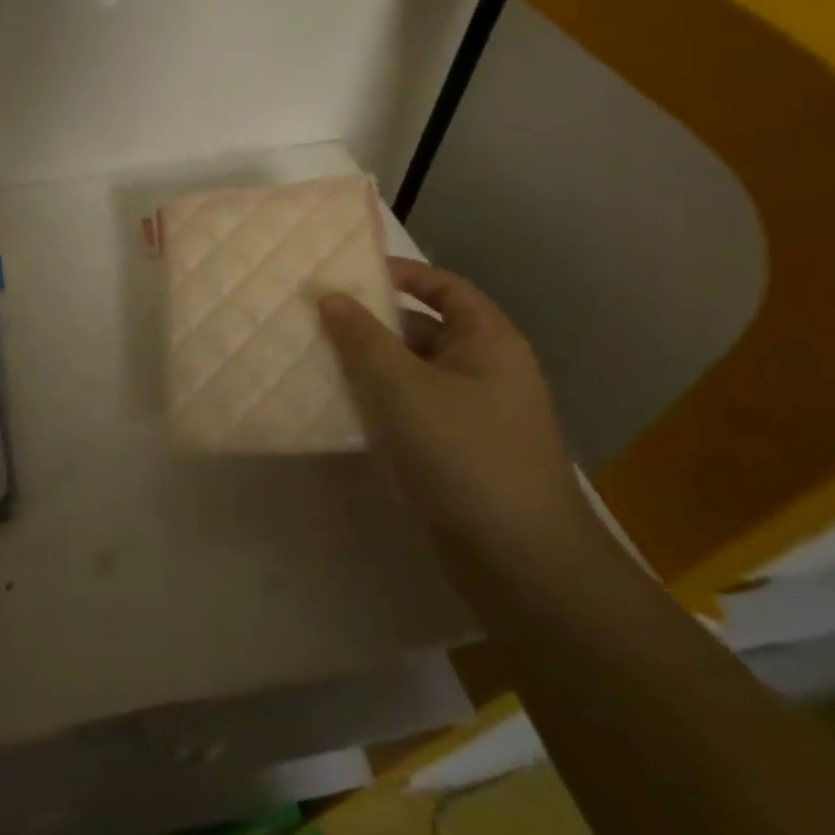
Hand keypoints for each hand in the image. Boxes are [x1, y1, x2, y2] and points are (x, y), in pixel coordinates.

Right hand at [320, 258, 587, 556]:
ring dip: (369, 366)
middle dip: (373, 323)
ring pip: (413, 374)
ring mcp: (473, 416)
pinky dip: (377, 403)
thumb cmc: (464, 454)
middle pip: (424, 329)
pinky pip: (411, 412)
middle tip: (317, 317)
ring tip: (314, 356)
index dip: (402, 274)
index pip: (445, 288)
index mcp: (488, 343)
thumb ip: (362, 338)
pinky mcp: (456, 454)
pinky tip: (337, 407)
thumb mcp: (402, 386)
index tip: (348, 273)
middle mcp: (486, 372)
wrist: (519, 561)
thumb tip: (330, 296)